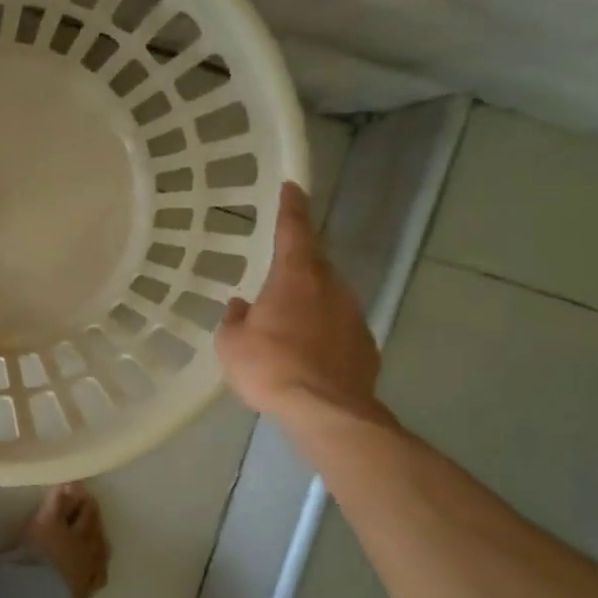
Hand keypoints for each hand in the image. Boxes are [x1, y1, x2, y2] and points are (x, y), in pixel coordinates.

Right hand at [215, 182, 388, 428]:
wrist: (326, 411)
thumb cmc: (270, 367)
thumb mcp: (231, 343)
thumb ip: (236, 319)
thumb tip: (241, 306)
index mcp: (295, 277)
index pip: (294, 229)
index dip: (291, 207)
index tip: (292, 187)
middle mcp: (330, 287)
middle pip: (315, 263)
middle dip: (298, 262)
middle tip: (278, 272)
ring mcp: (353, 316)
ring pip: (329, 296)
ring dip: (310, 300)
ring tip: (288, 321)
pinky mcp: (365, 346)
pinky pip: (339, 327)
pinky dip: (323, 331)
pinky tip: (309, 352)